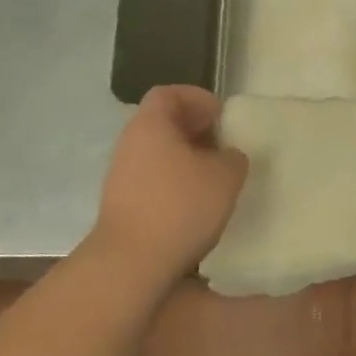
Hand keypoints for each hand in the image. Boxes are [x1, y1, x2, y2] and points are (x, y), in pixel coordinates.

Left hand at [86, 86, 248, 283]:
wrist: (132, 262)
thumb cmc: (181, 206)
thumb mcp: (226, 175)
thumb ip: (233, 157)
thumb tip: (227, 156)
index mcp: (151, 125)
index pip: (170, 93)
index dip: (198, 98)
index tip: (222, 116)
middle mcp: (130, 143)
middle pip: (163, 123)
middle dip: (196, 130)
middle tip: (225, 146)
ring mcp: (122, 175)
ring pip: (159, 153)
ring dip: (188, 158)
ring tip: (216, 177)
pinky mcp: (124, 203)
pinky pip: (154, 179)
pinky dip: (176, 182)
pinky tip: (197, 203)